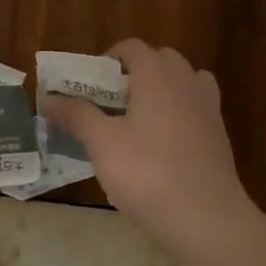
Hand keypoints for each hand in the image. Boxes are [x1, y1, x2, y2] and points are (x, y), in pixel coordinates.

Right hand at [41, 40, 259, 254]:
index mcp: (157, 76)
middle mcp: (186, 83)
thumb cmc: (147, 173)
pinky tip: (160, 143)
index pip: (132, 47)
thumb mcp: (102, 143)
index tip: (88, 84)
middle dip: (134, 72)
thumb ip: (75, 115)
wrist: (206, 218)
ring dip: (160, 89)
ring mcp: (208, 108)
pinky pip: (195, 108)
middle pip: (160, 60)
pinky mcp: (218, 136)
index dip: (107, 59)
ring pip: (183, 82)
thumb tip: (47, 99)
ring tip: (137, 118)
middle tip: (110, 101)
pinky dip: (178, 113)